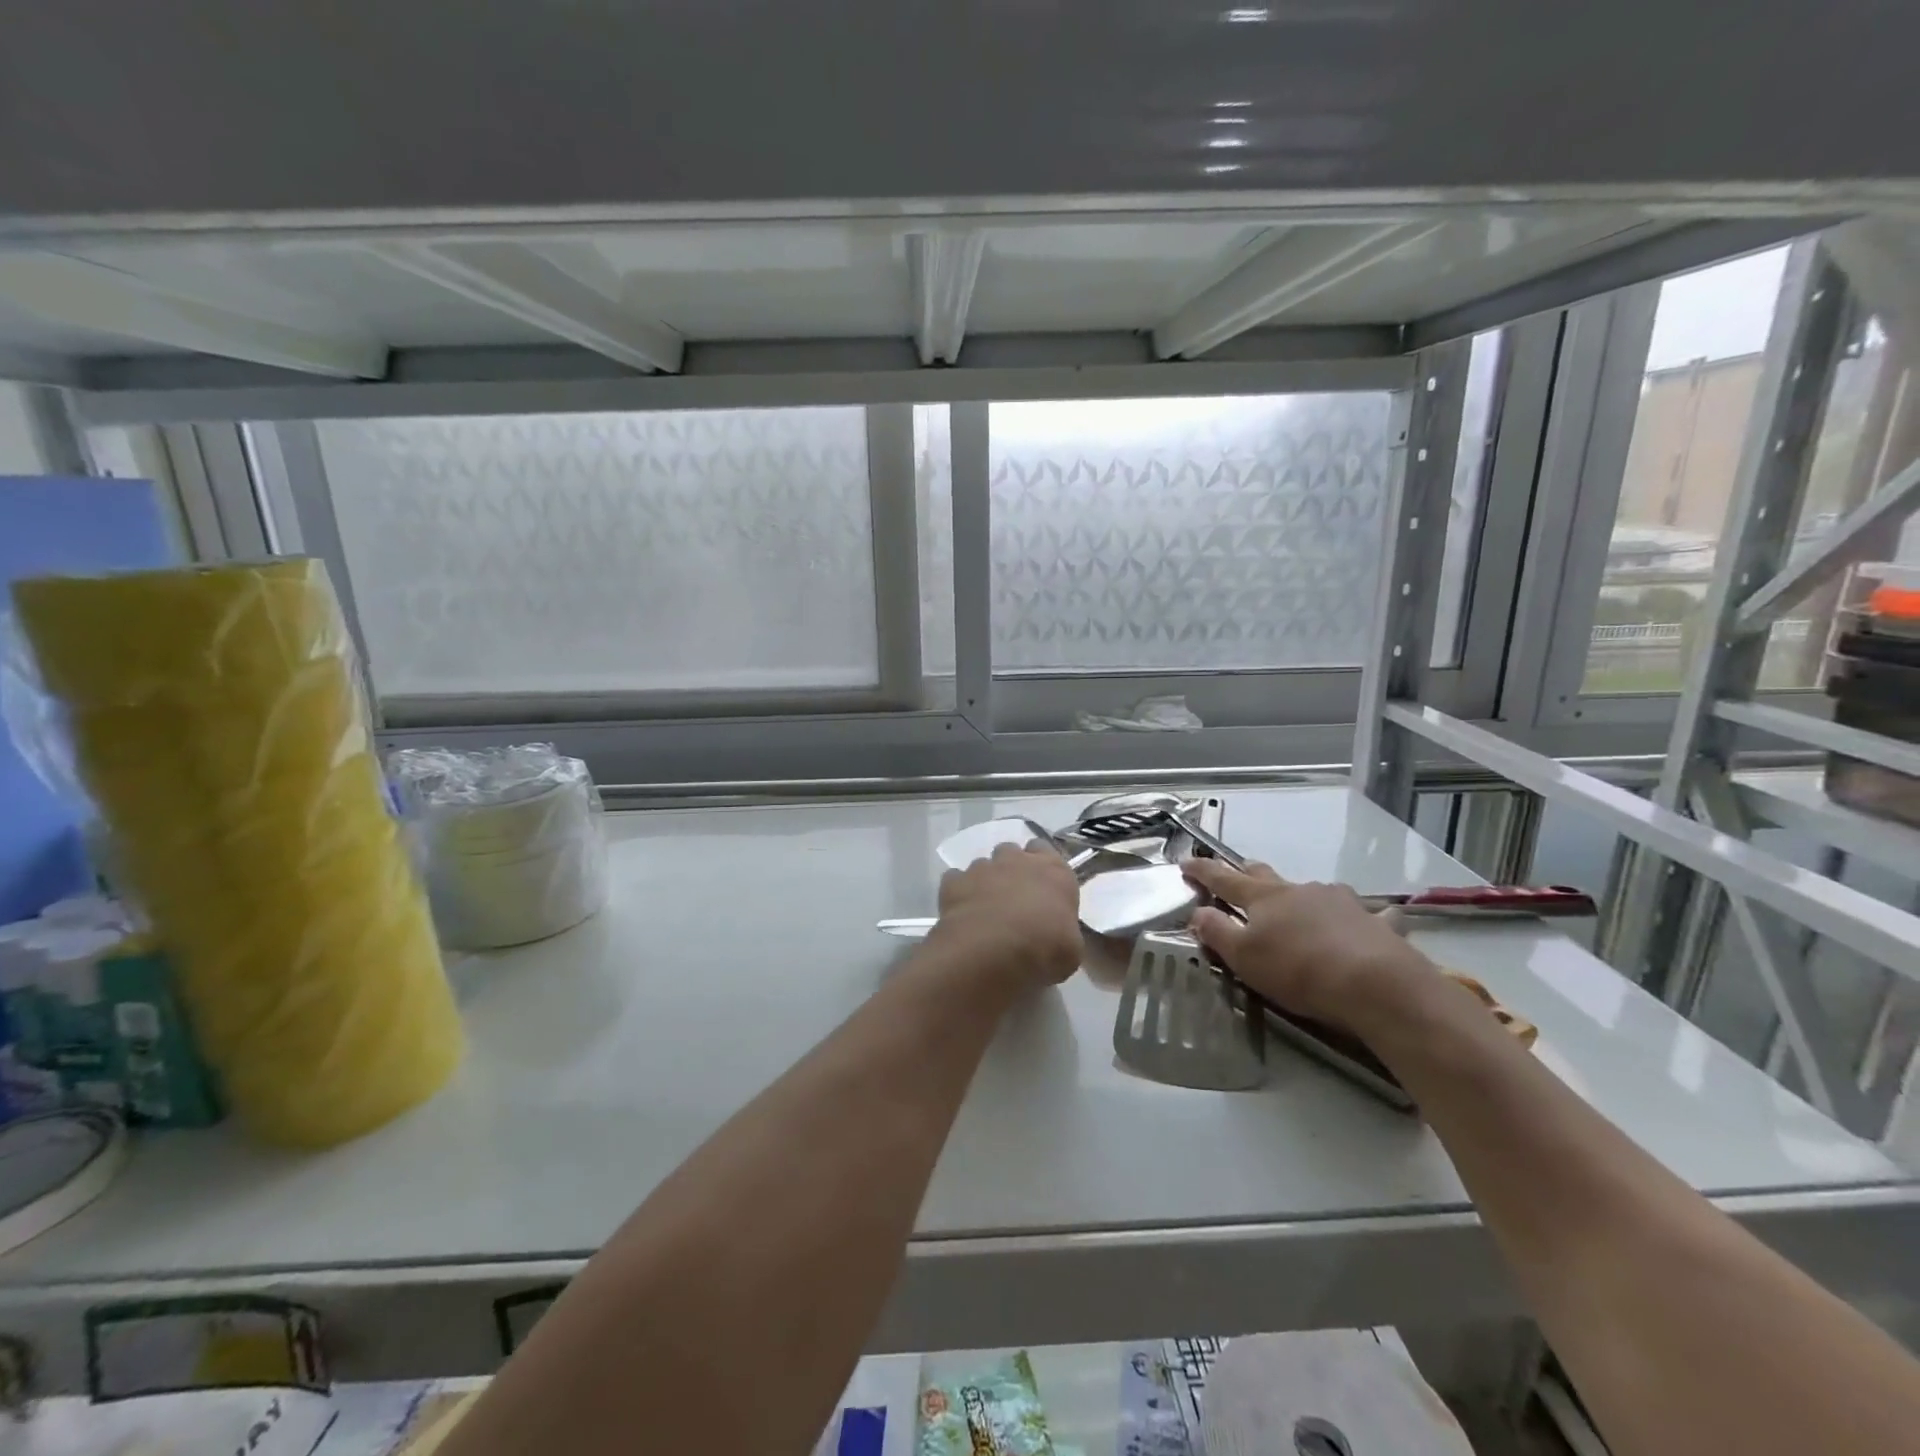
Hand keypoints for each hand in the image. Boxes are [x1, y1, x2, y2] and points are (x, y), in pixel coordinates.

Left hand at [929, 842, 1081, 989]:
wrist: (994, 951)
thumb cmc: (1044, 949)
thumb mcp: (1071, 949)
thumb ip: (1064, 930)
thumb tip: (1057, 935)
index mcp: (1053, 871)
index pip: (1045, 850)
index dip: (1040, 866)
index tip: (1039, 885)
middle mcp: (1017, 860)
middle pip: (1012, 851)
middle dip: (1011, 867)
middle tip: (1012, 896)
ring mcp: (983, 868)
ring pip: (983, 864)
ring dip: (985, 881)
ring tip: (985, 909)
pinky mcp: (955, 881)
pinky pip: (956, 880)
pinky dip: (959, 892)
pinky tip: (962, 912)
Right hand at [1181, 859, 1436, 1033]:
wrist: (1377, 985)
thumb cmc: (1299, 970)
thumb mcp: (1244, 957)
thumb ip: (1217, 932)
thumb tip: (1197, 912)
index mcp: (1264, 898)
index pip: (1224, 878)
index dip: (1203, 871)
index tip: (1186, 863)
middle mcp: (1299, 890)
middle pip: (1266, 876)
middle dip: (1248, 875)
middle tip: (1239, 879)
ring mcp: (1340, 901)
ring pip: (1312, 891)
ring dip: (1300, 898)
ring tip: (1300, 912)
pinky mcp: (1373, 921)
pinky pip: (1363, 913)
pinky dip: (1357, 917)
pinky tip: (1366, 924)